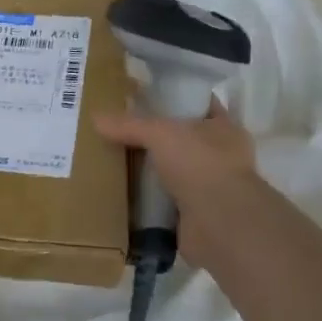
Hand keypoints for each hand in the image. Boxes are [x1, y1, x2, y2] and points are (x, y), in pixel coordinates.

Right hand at [94, 101, 269, 273]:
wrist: (219, 223)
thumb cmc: (200, 164)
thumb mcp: (160, 133)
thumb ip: (129, 125)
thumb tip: (96, 118)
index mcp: (225, 129)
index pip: (201, 106)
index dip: (177, 99)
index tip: (147, 97)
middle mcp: (222, 157)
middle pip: (184, 140)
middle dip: (156, 138)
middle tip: (121, 132)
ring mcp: (210, 189)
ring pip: (174, 172)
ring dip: (151, 171)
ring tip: (115, 162)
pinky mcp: (195, 216)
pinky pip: (165, 202)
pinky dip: (148, 201)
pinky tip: (122, 194)